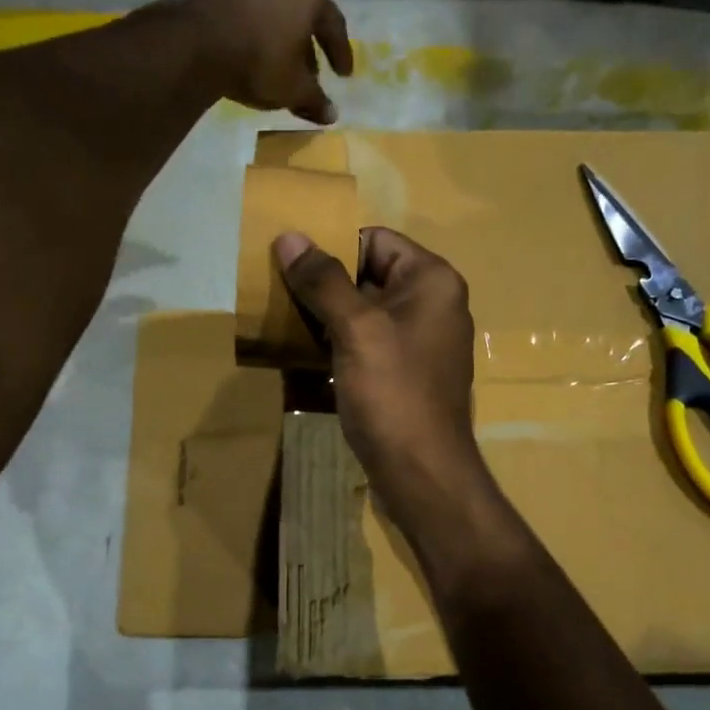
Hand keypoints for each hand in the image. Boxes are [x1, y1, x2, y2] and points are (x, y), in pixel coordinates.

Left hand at [181, 0, 353, 124]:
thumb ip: (315, 100)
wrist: (198, 45)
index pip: (334, 24)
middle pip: (302, 11)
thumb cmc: (260, 62)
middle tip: (311, 72)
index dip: (340, 54)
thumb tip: (331, 115)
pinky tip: (254, 51)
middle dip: (308, 43)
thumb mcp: (294, 89)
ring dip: (281, 34)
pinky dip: (256, 28)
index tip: (343, 76)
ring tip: (281, 63)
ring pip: (273, 7)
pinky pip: (248, 9)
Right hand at [274, 227, 493, 521]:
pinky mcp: (405, 374)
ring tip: (282, 323)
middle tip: (277, 294)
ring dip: (325, 317)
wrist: (422, 472)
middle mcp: (432, 304)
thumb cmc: (393, 393)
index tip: (289, 266)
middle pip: (368, 274)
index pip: (375, 240)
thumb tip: (290, 236)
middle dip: (323, 285)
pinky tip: (304, 356)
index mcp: (432, 281)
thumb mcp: (356, 329)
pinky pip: (367, 345)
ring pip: (364, 313)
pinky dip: (338, 345)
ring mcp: (420, 342)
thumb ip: (323, 280)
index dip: (332, 247)